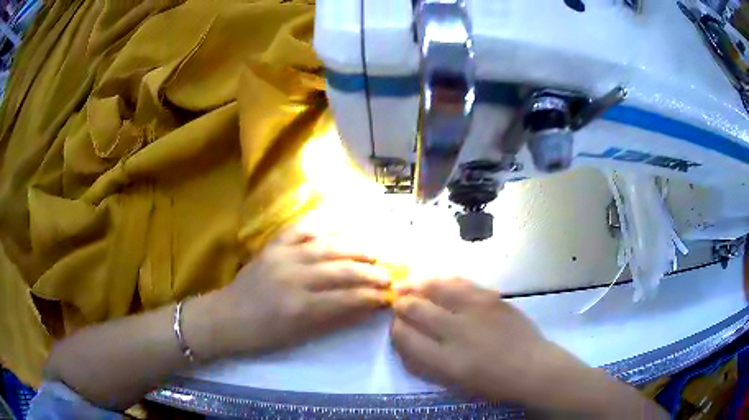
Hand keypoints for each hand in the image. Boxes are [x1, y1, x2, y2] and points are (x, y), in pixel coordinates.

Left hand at [186, 228, 391, 359]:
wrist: (228, 316)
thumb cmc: (264, 334)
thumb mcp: (301, 336)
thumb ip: (335, 319)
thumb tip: (368, 307)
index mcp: (299, 307)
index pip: (346, 298)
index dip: (372, 296)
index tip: (391, 296)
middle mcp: (293, 277)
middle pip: (342, 268)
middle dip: (371, 270)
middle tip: (390, 274)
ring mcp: (282, 255)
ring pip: (328, 244)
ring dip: (356, 246)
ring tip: (376, 250)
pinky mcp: (273, 244)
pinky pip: (303, 227)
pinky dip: (326, 222)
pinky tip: (344, 222)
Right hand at [390, 277, 548, 402]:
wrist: (531, 366)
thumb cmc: (491, 383)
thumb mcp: (453, 382)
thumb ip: (424, 363)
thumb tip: (404, 341)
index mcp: (446, 361)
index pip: (405, 337)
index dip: (395, 329)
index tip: (395, 326)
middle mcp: (457, 332)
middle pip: (416, 309)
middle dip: (401, 304)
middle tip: (398, 303)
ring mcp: (476, 310)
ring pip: (435, 289)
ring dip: (417, 286)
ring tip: (408, 285)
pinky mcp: (491, 297)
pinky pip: (459, 282)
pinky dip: (442, 281)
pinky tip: (436, 281)